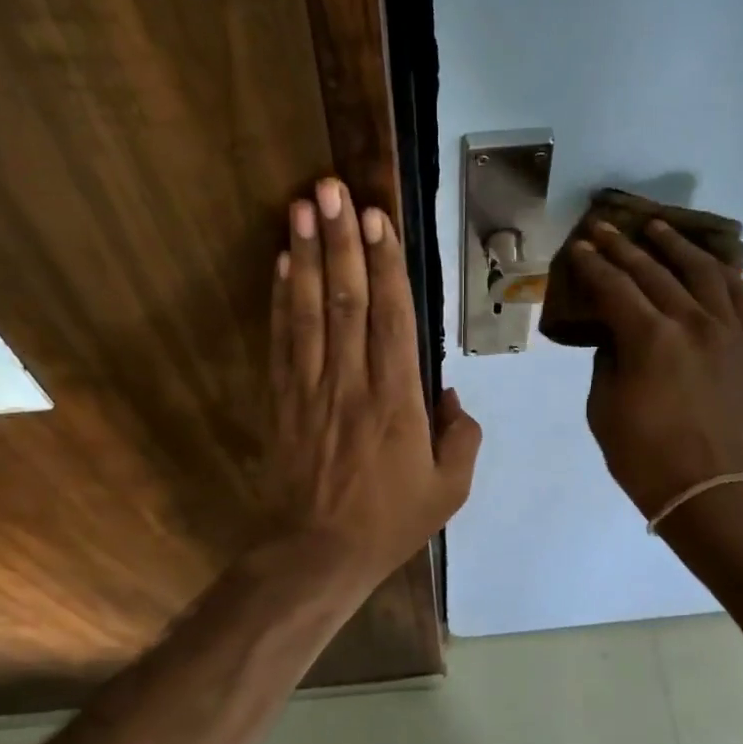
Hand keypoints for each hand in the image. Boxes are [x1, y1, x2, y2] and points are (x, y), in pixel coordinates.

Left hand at [268, 176, 482, 583]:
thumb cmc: (390, 522)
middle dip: (341, 240)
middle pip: (346, 300)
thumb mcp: (449, 489)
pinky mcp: (282, 400)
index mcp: (397, 402)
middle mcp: (352, 383)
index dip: (386, 264)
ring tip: (303, 206)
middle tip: (331, 188)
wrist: (317, 555)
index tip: (378, 217)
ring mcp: (311, 389)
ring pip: (310, 311)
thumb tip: (448, 393)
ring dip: (308, 255)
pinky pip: (282, 341)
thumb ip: (461, 435)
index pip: (392, 318)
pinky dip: (281, 299)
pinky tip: (283, 263)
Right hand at [567, 219, 742, 521]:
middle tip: (605, 228)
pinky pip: (742, 296)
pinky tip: (709, 265)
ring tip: (658, 228)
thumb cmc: (645, 458)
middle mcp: (693, 322)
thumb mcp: (603, 409)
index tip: (579, 247)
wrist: (711, 492)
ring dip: (676, 246)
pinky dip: (723, 274)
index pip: (615, 287)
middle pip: (654, 271)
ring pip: (704, 271)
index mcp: (650, 339)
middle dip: (624, 247)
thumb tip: (617, 334)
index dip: (593, 265)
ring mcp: (729, 331)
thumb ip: (608, 360)